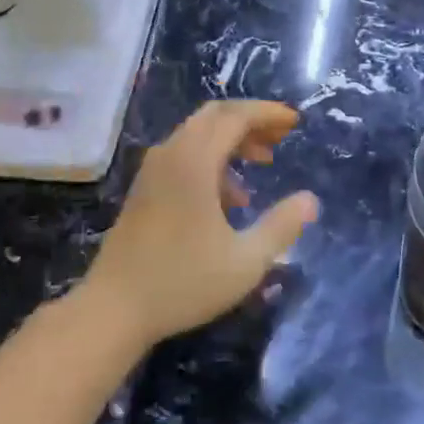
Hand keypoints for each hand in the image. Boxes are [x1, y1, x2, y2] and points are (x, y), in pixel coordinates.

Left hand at [81, 101, 318, 348]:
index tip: (295, 122)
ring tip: (261, 164)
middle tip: (279, 138)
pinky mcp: (144, 188)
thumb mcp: (245, 261)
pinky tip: (229, 198)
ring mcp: (153, 170)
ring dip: (231, 140)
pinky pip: (183, 154)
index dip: (267, 114)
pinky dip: (211, 158)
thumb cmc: (182, 283)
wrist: (113, 309)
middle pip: (214, 115)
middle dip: (250, 120)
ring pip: (197, 134)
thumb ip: (282, 226)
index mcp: (194, 162)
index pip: (235, 116)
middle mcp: (171, 155)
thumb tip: (310, 200)